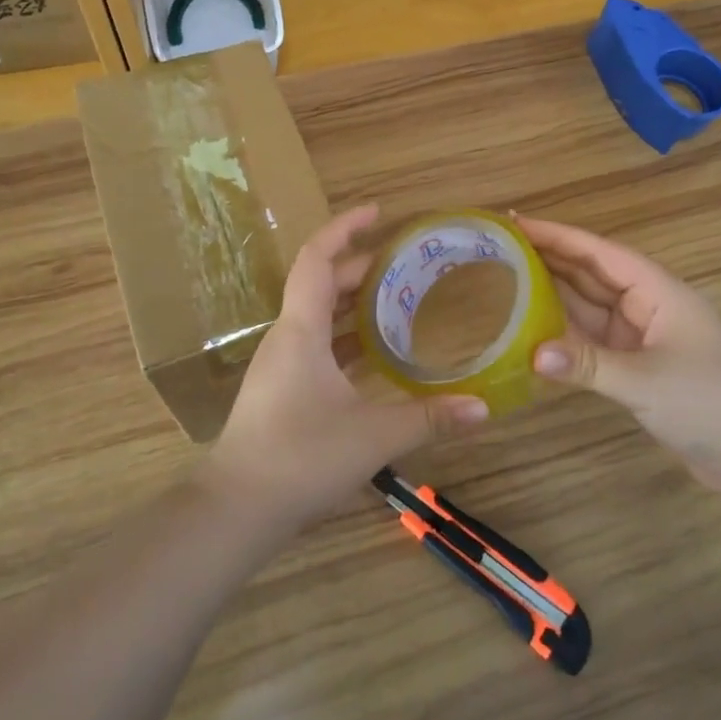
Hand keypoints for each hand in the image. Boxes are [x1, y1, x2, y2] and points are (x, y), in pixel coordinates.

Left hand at [203, 204, 490, 531]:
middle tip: (404, 263)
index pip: (317, 258)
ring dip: (353, 302)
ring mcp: (281, 364)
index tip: (377, 212)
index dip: (345, 227)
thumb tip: (484, 408)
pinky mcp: (282, 389)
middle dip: (360, 266)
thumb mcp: (373, 435)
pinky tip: (375, 352)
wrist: (236, 508)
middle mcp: (288, 337)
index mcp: (301, 329)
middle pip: (321, 284)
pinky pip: (317, 343)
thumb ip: (429, 419)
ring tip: (397, 298)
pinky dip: (346, 335)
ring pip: (318, 315)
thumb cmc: (300, 456)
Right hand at [517, 215, 720, 491]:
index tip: (516, 221)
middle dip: (549, 258)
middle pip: (590, 273)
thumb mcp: (646, 381)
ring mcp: (640, 334)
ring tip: (505, 276)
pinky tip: (533, 327)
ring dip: (553, 293)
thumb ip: (588, 365)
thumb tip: (532, 353)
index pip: (598, 253)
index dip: (557, 235)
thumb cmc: (709, 401)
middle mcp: (646, 304)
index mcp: (657, 290)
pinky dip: (564, 333)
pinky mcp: (635, 364)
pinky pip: (591, 338)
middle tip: (499, 245)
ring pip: (588, 305)